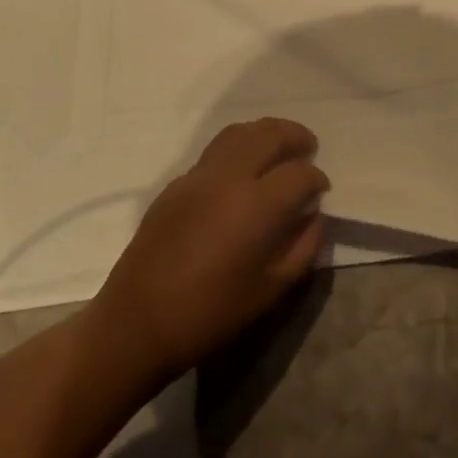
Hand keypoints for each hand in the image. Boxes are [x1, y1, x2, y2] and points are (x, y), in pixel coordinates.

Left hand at [91, 118, 329, 378]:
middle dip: (295, 137)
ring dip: (265, 133)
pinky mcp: (175, 184)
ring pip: (239, 133)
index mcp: (256, 206)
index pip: (300, 173)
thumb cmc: (210, 314)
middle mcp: (228, 179)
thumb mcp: (271, 291)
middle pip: (269, 135)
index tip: (321, 191)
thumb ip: (303, 247)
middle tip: (308, 148)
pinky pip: (215, 152)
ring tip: (278, 146)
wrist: (136, 325)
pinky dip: (238, 149)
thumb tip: (313, 215)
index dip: (317, 179)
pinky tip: (242, 173)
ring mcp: (198, 177)